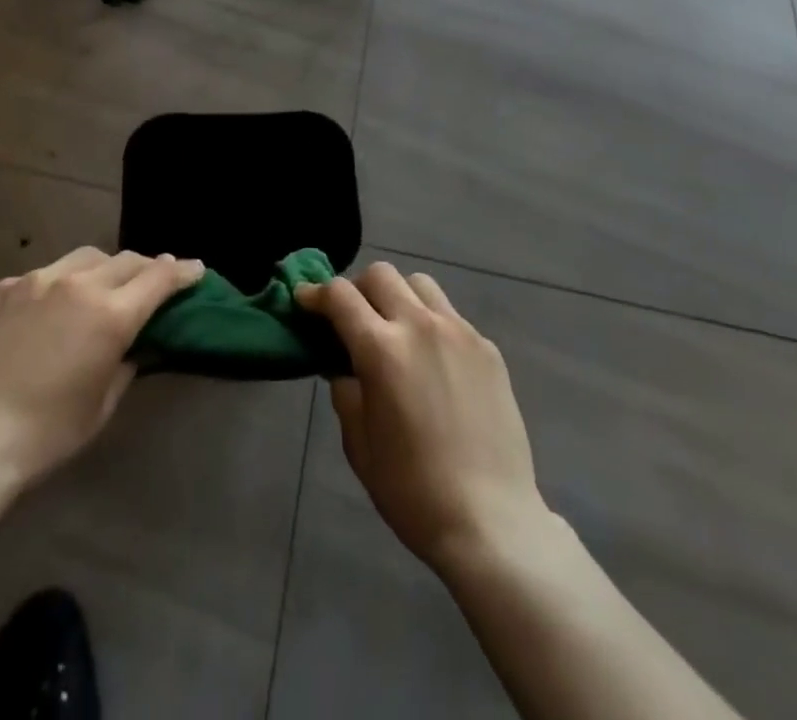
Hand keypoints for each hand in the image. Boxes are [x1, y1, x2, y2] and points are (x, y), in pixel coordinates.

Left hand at [0, 246, 203, 489]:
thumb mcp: (101, 406)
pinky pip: (46, 273)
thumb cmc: (45, 435)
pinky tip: (54, 305)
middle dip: (147, 268)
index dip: (183, 271)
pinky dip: (62, 282)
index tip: (196, 269)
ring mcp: (37, 280)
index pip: (159, 278)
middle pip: (127, 260)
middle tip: (155, 280)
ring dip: (106, 267)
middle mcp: (79, 284)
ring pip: (86, 257)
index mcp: (111, 315)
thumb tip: (132, 344)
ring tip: (104, 286)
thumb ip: (125, 364)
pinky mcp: (5, 288)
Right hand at [297, 263, 551, 573]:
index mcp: (381, 350)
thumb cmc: (412, 490)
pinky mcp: (487, 348)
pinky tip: (433, 360)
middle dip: (357, 288)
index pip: (340, 296)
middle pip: (381, 274)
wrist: (491, 520)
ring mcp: (459, 332)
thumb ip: (346, 392)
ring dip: (398, 296)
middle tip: (353, 319)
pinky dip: (431, 322)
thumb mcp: (359, 444)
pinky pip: (450, 315)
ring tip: (396, 329)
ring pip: (420, 284)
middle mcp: (420, 326)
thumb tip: (345, 366)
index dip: (316, 293)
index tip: (306, 301)